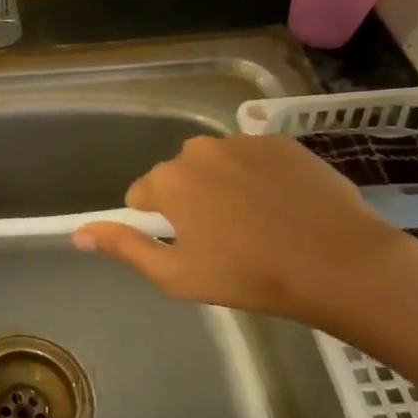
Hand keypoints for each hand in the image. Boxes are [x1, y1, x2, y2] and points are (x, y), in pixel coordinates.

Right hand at [73, 133, 417, 337]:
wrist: (339, 262)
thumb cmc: (250, 276)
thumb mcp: (176, 275)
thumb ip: (124, 247)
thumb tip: (78, 233)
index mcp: (168, 180)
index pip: (142, 197)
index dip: (161, 226)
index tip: (190, 249)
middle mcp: (198, 149)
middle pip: (179, 178)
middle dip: (192, 203)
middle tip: (227, 242)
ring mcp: (242, 141)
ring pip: (216, 167)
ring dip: (225, 189)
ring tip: (260, 226)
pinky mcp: (281, 141)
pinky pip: (253, 158)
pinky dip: (260, 179)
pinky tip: (285, 208)